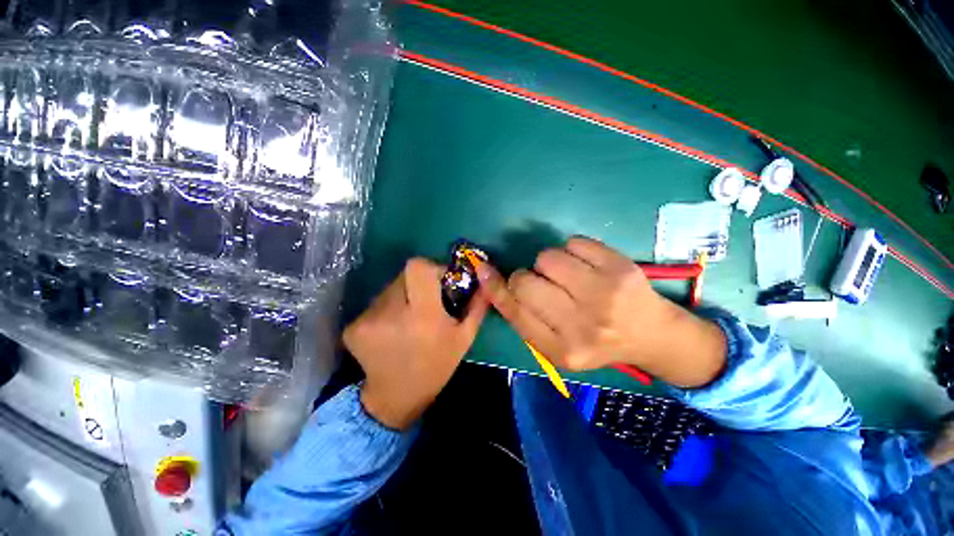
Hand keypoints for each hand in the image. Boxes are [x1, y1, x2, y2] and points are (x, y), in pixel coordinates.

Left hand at [344, 258, 488, 429]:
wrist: (396, 398)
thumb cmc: (436, 366)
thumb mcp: (464, 338)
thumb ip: (476, 305)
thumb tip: (484, 281)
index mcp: (423, 315)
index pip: (418, 267)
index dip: (430, 268)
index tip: (438, 281)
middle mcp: (392, 313)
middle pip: (403, 275)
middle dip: (417, 283)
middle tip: (424, 301)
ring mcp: (367, 320)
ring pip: (389, 289)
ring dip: (402, 297)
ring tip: (408, 320)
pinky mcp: (352, 328)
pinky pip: (375, 305)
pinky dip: (386, 311)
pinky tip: (391, 331)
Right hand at [477, 237, 725, 387]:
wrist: (651, 335)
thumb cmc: (596, 342)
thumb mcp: (556, 346)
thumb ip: (525, 319)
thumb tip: (495, 283)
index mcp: (562, 349)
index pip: (515, 311)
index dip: (495, 287)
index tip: (483, 270)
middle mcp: (582, 324)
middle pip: (525, 281)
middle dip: (525, 276)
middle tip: (543, 283)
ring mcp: (604, 293)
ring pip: (547, 257)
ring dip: (549, 263)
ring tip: (567, 276)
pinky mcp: (620, 267)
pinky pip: (574, 242)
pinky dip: (572, 250)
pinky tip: (585, 266)